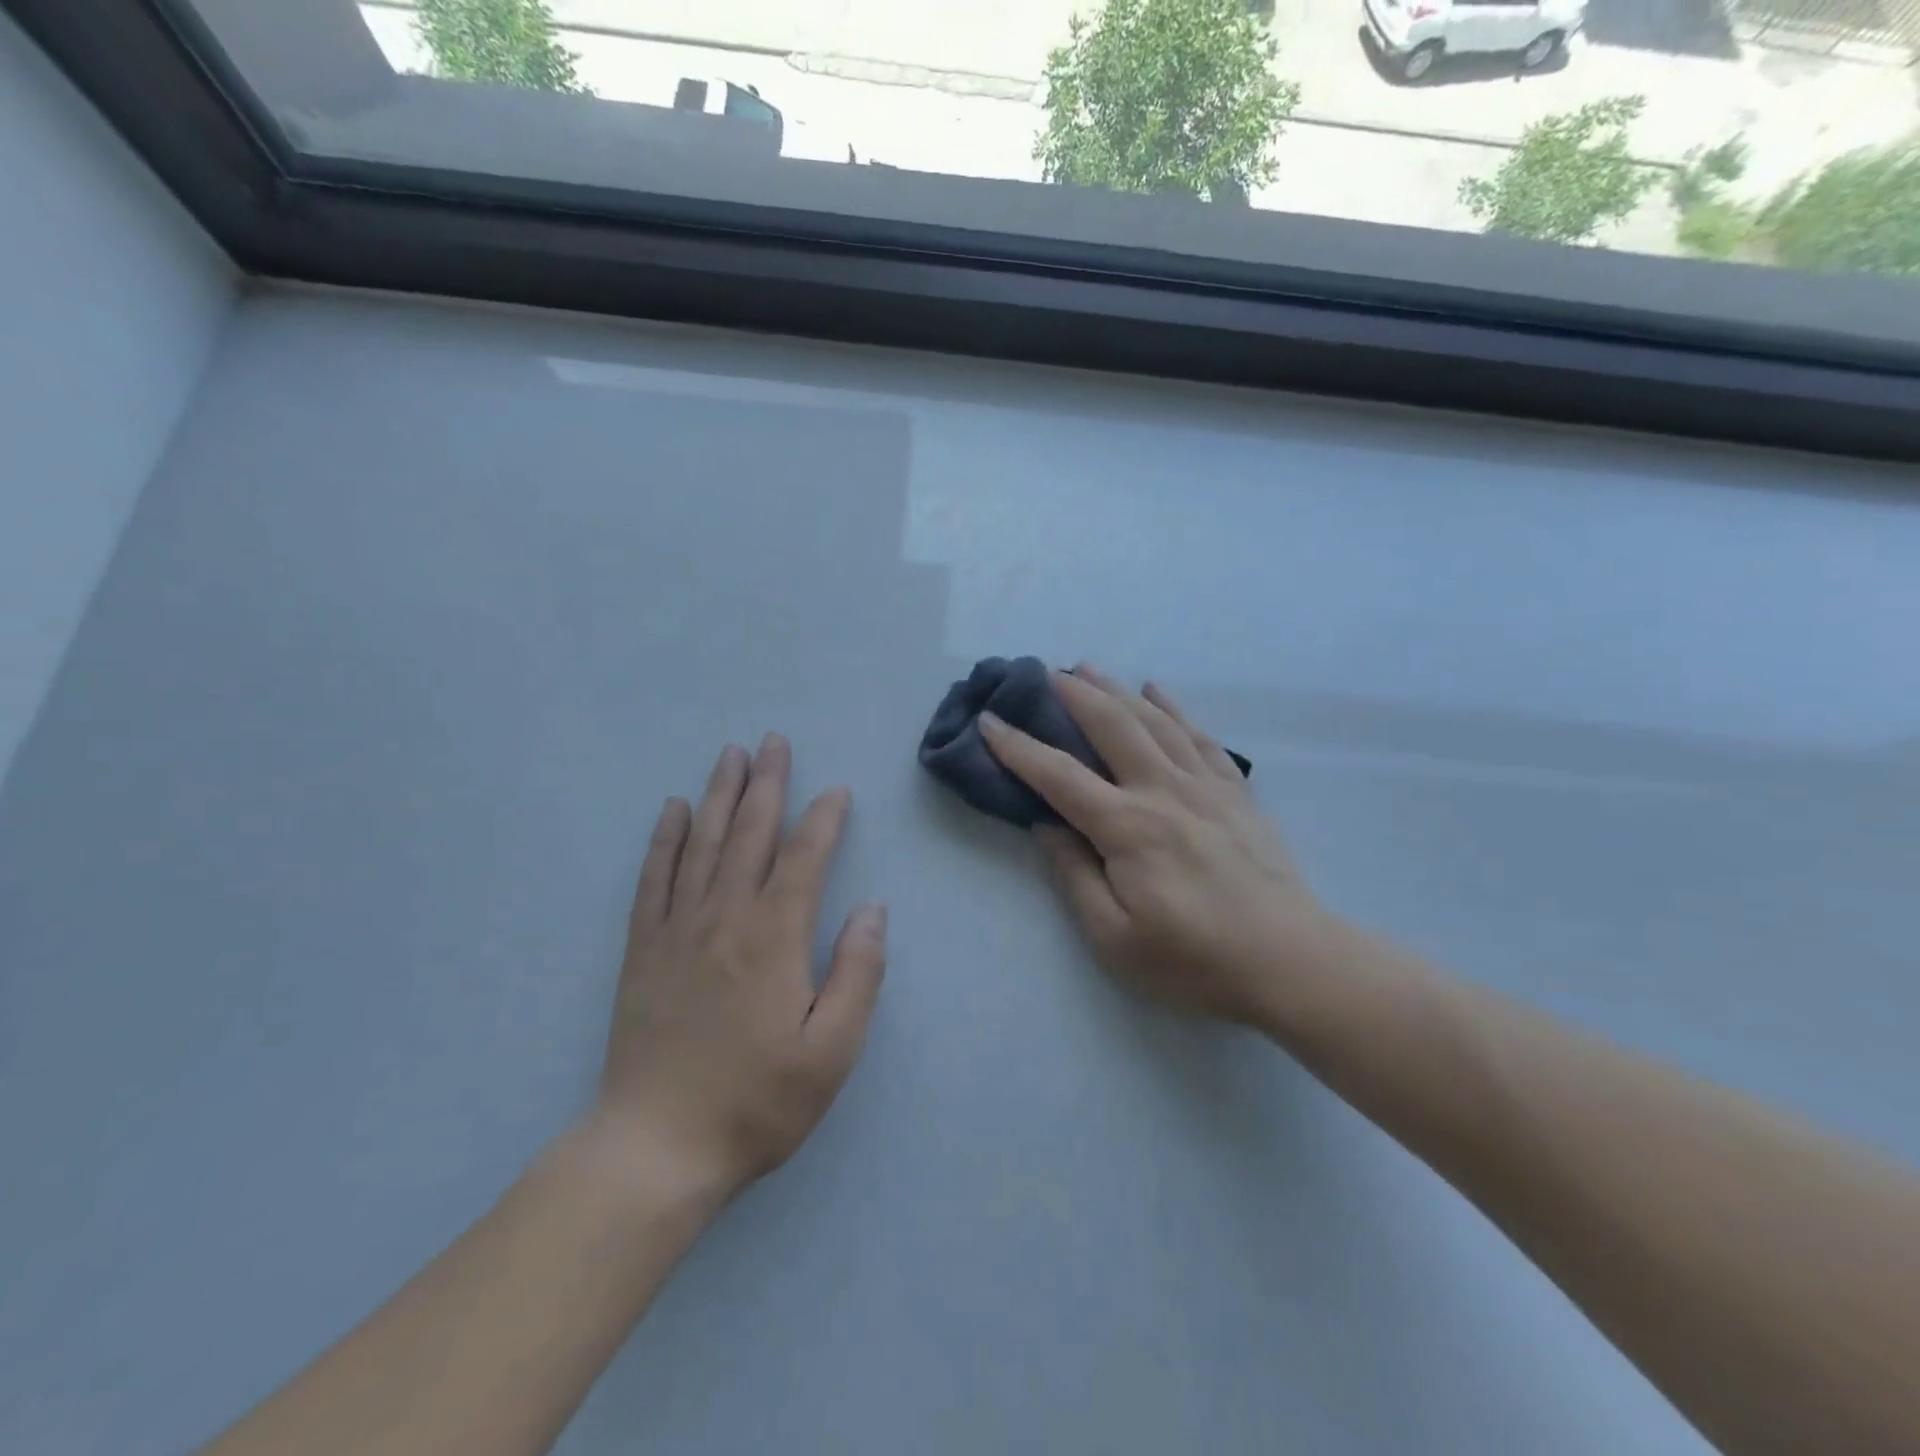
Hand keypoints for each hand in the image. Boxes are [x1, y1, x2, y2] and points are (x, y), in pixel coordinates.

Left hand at [582, 736, 886, 1202]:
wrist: (656, 1148)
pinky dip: (664, 838)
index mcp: (774, 938)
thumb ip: (858, 974)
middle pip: (749, 833)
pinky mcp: (643, 949)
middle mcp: (724, 917)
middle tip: (773, 741)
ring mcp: (678, 929)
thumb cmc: (757, 1101)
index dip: (823, 820)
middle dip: (766, 784)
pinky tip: (673, 810)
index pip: (803, 859)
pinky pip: (654, 878)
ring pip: (702, 843)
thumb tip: (872, 910)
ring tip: (730, 754)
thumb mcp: (832, 1051)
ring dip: (719, 794)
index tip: (836, 791)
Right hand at [979, 666, 1327, 1031]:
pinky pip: (1199, 736)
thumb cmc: (1193, 960)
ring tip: (1088, 668)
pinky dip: (1174, 708)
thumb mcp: (1114, 938)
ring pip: (1153, 720)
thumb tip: (1047, 826)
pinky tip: (1157, 691)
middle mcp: (1162, 791)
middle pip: (1110, 726)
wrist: (1290, 961)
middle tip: (1043, 673)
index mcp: (1126, 827)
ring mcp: (1204, 786)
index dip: (1017, 747)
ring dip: (1116, 690)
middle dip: (1072, 695)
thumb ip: (1074, 876)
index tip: (989, 721)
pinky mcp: (1234, 792)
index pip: (1059, 776)